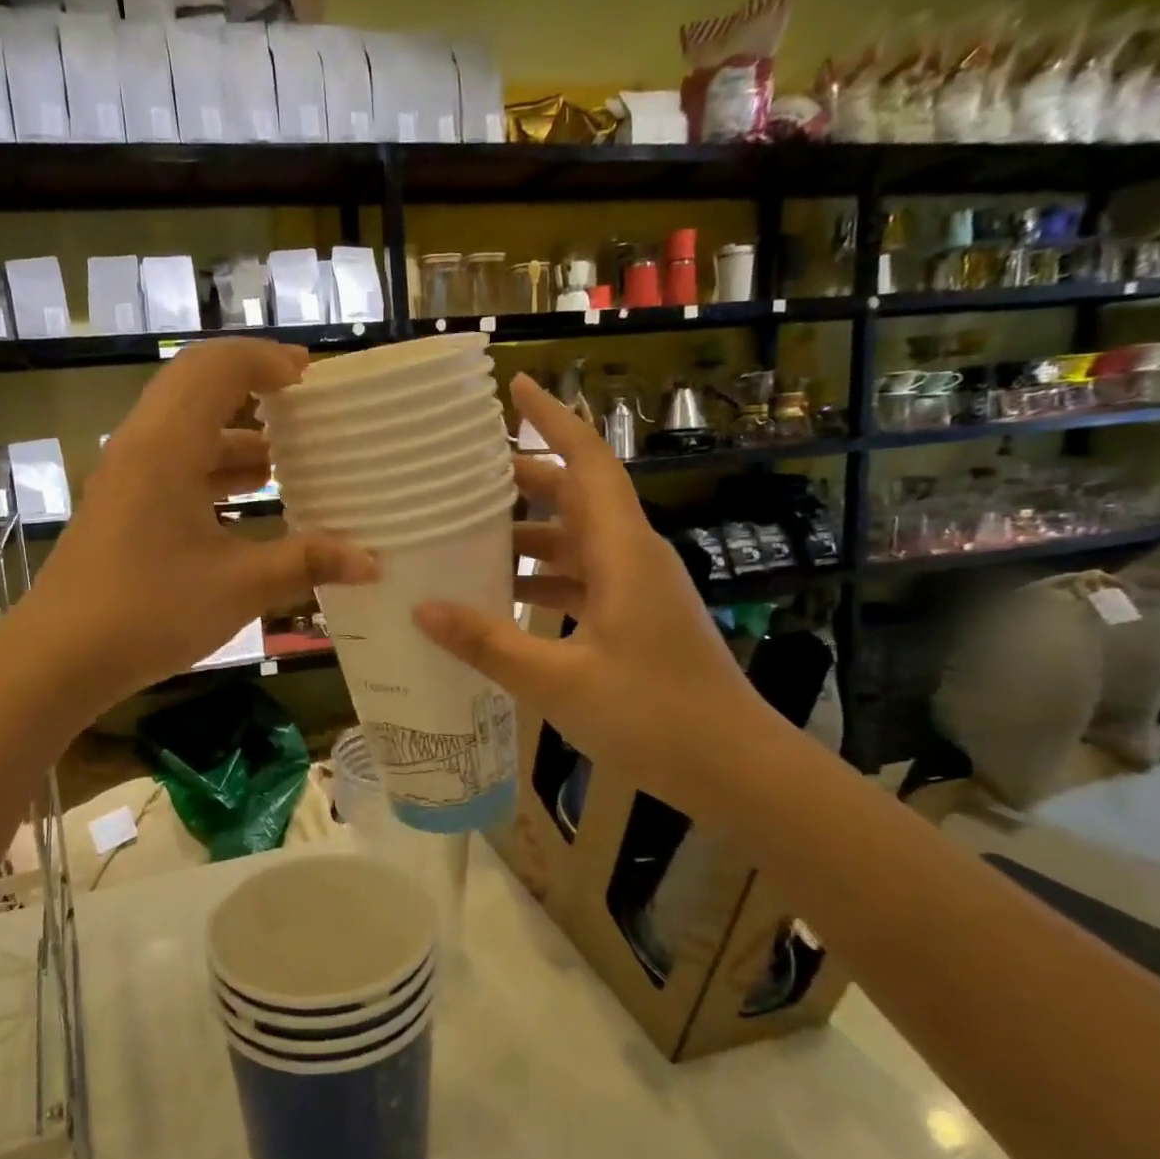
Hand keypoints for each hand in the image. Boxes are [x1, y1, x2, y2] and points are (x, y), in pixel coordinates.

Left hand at [19, 339, 376, 709]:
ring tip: (286, 459)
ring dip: (235, 435)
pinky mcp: (122, 505)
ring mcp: (126, 476)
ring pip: (185, 429)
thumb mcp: (237, 587)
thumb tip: (371, 562)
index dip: (265, 360)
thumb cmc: (147, 611)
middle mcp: (141, 446)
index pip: (216, 369)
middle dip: (251, 387)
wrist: (58, 658)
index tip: (311, 376)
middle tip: (303, 403)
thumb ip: (306, 564)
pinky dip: (214, 467)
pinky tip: (249, 500)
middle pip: (197, 387)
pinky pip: (174, 462)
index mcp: (166, 446)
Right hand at [414, 373, 771, 811]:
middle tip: (464, 475)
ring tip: (469, 534)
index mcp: (623, 552)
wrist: (737, 770)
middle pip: (577, 496)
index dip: (553, 420)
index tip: (515, 388)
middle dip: (524, 478)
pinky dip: (543, 577)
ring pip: (576, 540)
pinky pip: (581, 580)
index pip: (588, 461)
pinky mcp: (635, 620)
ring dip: (529, 533)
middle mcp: (633, 557)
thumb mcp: (559, 681)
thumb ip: (488, 643)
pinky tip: (504, 597)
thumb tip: (422, 608)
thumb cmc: (654, 716)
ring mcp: (637, 590)